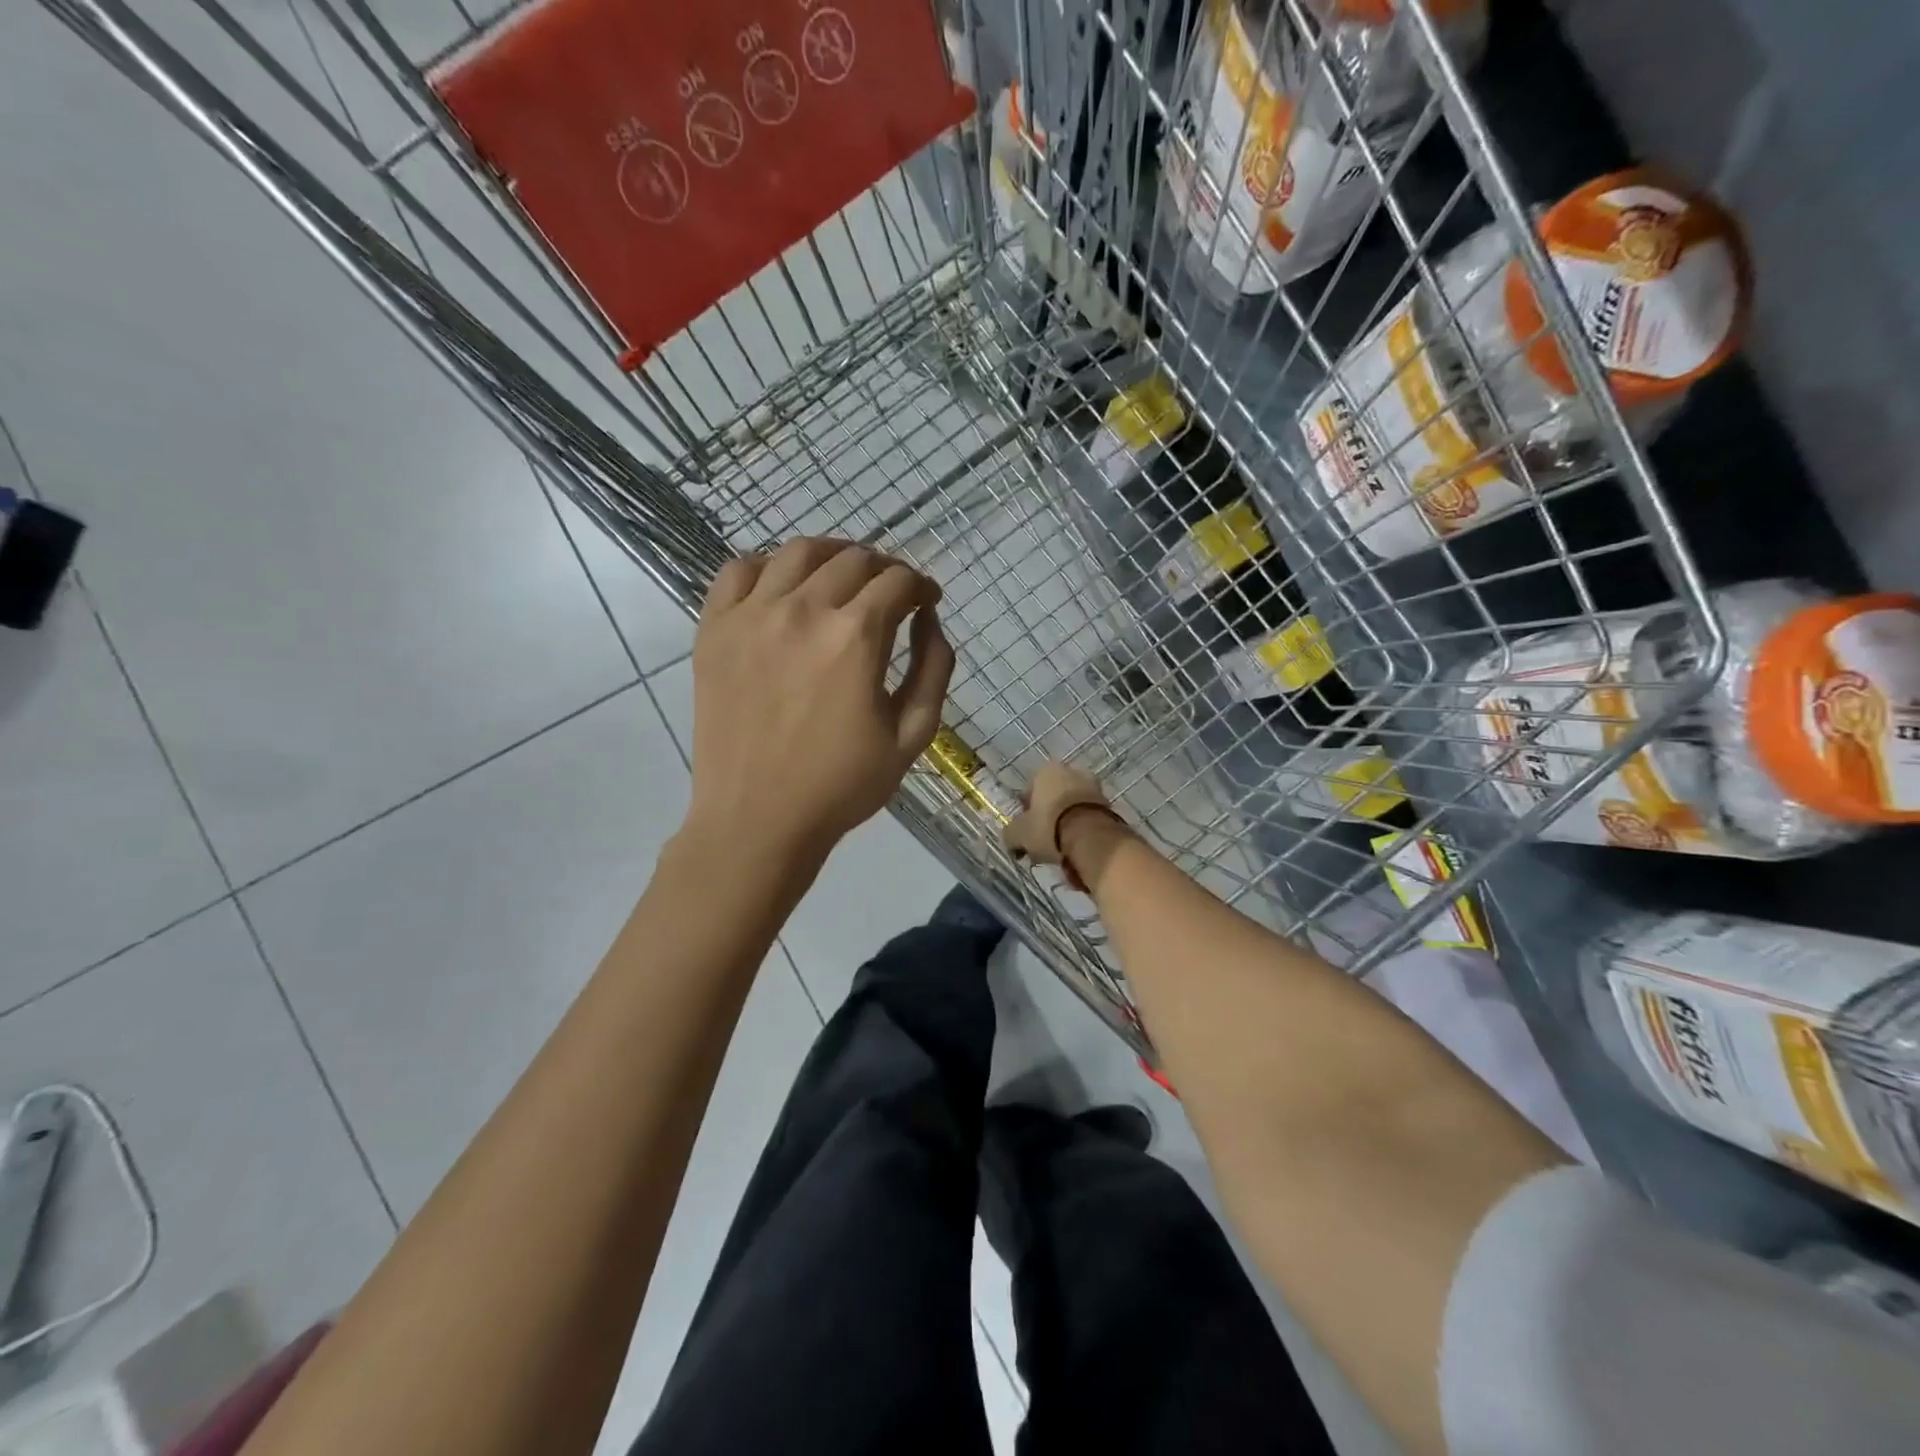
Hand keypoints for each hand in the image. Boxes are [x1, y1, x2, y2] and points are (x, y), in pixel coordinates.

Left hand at [685, 539, 954, 864]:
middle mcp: (803, 610)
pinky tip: (783, 586)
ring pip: (798, 552)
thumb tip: (929, 618)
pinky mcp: (714, 629)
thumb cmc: (842, 785)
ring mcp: (752, 615)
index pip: (898, 581)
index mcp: (856, 637)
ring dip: (832, 555)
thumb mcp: (913, 735)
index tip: (926, 602)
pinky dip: (768, 565)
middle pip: (854, 559)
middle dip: (884, 570)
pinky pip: (739, 571)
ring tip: (842, 577)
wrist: (756, 820)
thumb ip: (933, 667)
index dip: (921, 586)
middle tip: (891, 594)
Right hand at [1003, 762, 1122, 890]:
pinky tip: (1077, 848)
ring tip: (1061, 849)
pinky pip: (1088, 818)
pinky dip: (1082, 830)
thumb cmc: (1049, 827)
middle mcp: (1071, 772)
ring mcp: (1094, 787)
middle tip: (1043, 841)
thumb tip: (1011, 840)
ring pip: (1072, 808)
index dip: (1025, 813)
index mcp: (1046, 771)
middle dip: (1048, 817)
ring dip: (1066, 824)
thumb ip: (1010, 834)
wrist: (1092, 838)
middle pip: (1053, 798)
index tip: (1026, 832)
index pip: (1029, 791)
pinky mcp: (1109, 804)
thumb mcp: (1019, 834)